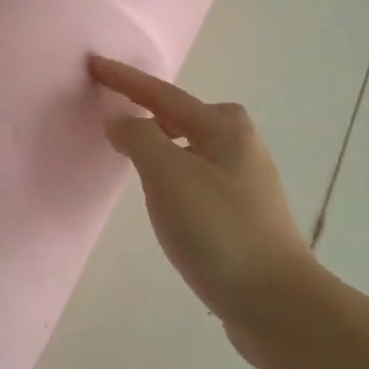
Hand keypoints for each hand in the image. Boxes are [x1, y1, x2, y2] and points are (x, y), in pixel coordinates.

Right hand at [89, 56, 321, 357]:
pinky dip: (171, 173)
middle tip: (114, 107)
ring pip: (189, 148)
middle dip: (148, 108)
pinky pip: (194, 178)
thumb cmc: (219, 231)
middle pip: (182, 116)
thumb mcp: (169, 176)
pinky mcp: (240, 215)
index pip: (161, 95)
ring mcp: (243, 182)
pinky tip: (162, 196)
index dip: (124, 80)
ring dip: (159, 143)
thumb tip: (122, 123)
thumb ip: (139, 139)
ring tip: (130, 150)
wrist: (276, 303)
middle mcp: (239, 146)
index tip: (93, 64)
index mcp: (224, 128)